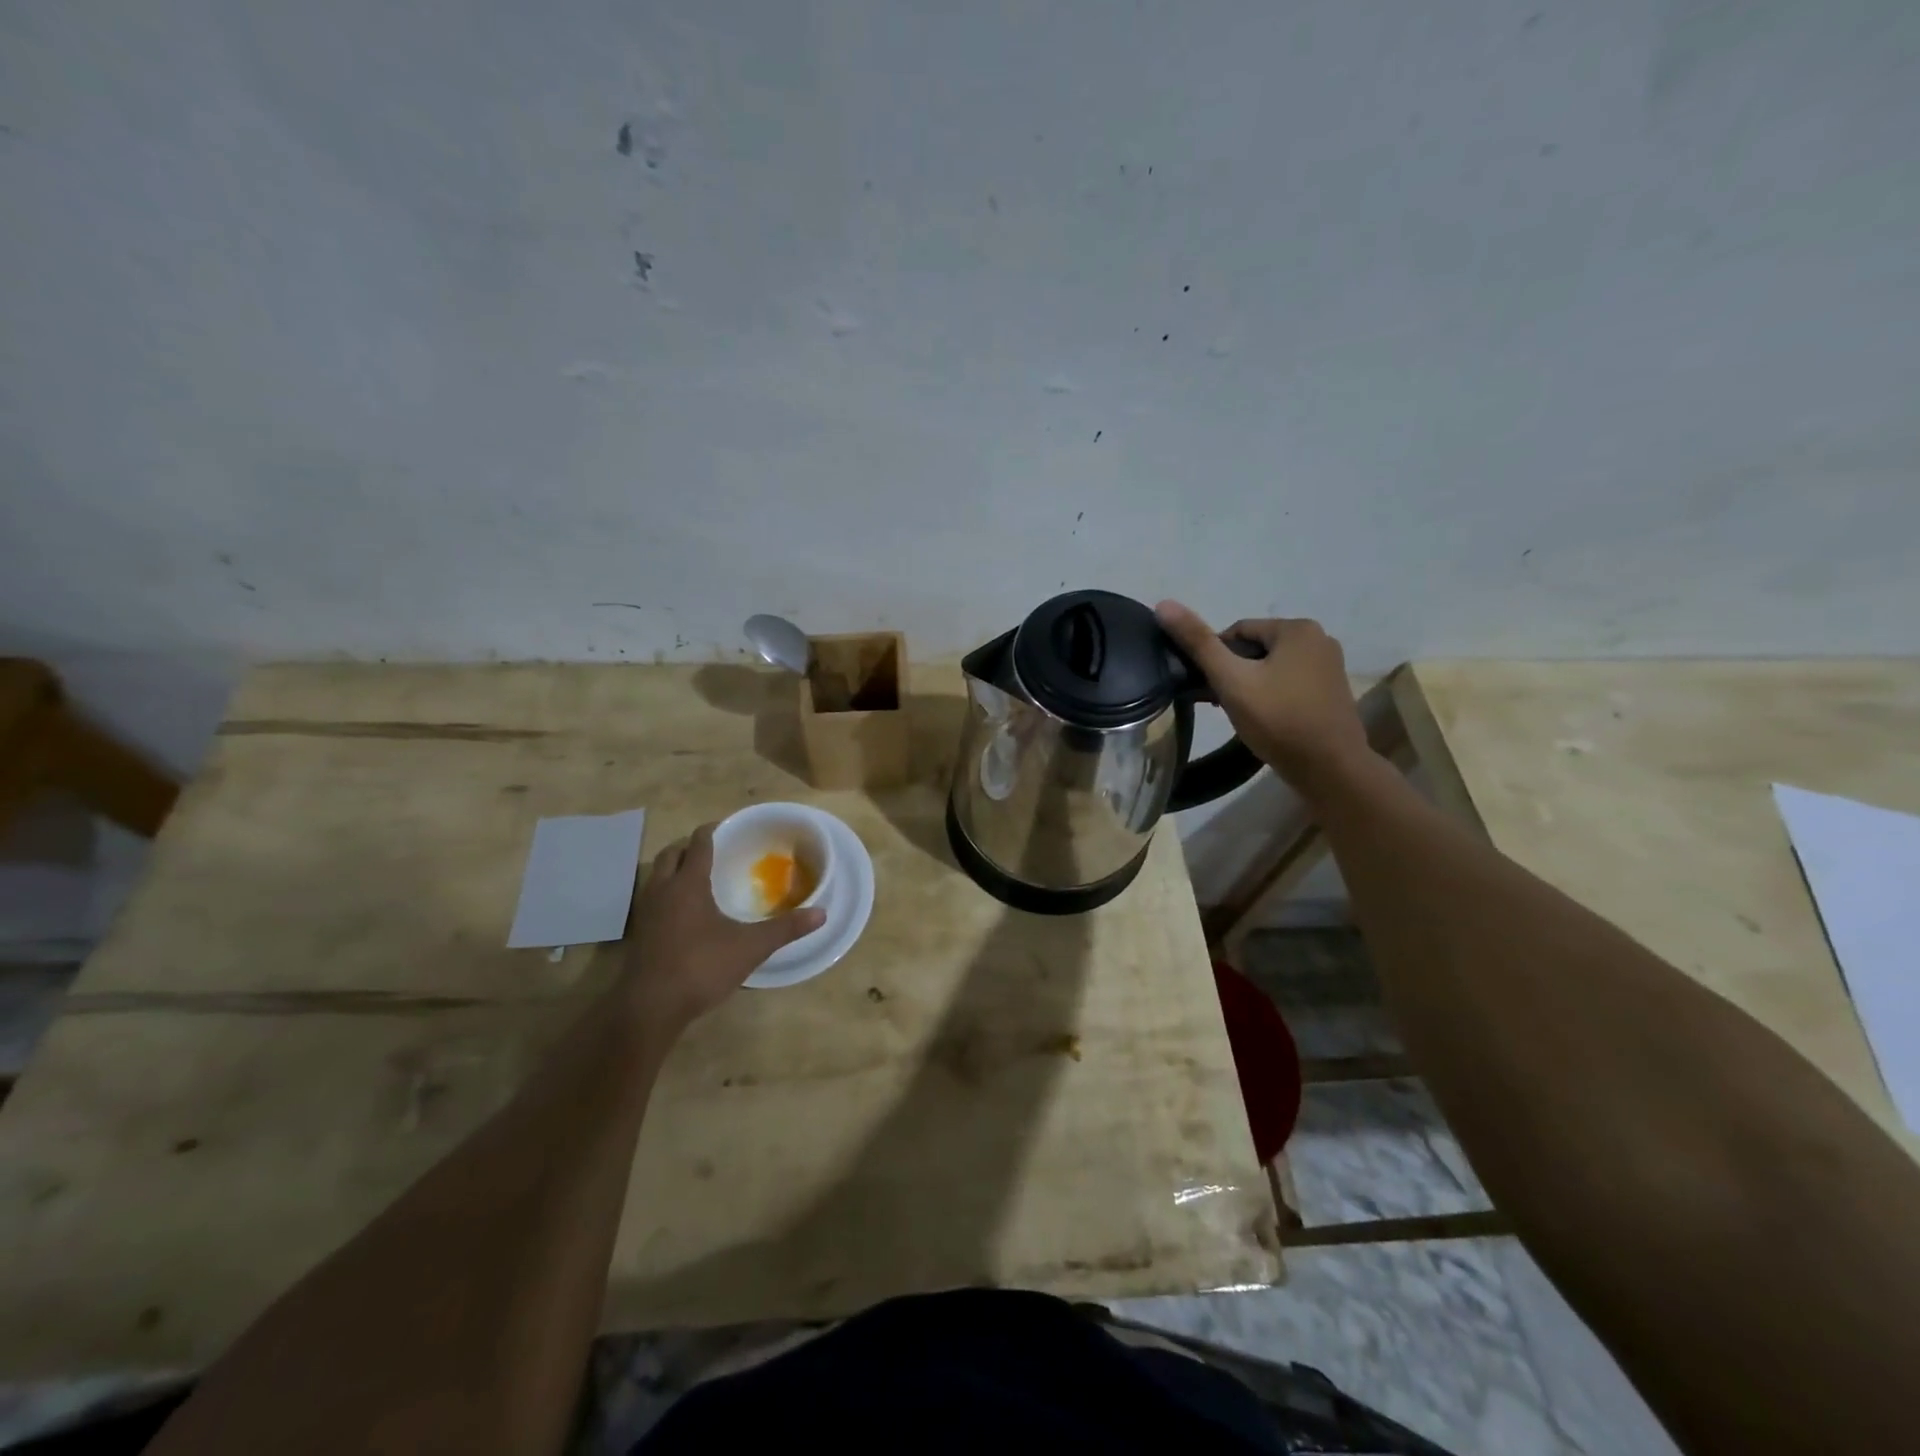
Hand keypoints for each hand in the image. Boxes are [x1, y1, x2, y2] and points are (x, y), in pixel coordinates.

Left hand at [620, 823, 825, 1035]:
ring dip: (676, 868)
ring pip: (658, 874)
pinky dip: (668, 892)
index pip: (699, 843)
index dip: (714, 831)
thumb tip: (822, 913)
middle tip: (716, 850)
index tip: (731, 828)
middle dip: (691, 846)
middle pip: (672, 853)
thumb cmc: (701, 967)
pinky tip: (686, 911)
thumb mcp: (751, 947)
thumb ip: (786, 928)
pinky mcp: (640, 932)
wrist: (650, 1008)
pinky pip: (653, 897)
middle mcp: (663, 890)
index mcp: (688, 884)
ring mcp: (647, 911)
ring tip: (701, 877)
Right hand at [1155, 601, 1368, 787]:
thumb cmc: (1278, 720)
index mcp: (1297, 628)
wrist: (1329, 769)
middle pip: (1256, 649)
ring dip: (1251, 686)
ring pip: (1272, 668)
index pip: (1237, 632)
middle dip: (1234, 673)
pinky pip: (1290, 683)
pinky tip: (1264, 720)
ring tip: (1241, 714)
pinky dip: (1272, 696)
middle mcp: (1319, 638)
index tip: (1209, 688)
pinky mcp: (1332, 691)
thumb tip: (1164, 604)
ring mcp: (1330, 666)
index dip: (1215, 658)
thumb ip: (1198, 643)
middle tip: (1222, 704)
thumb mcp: (1231, 680)